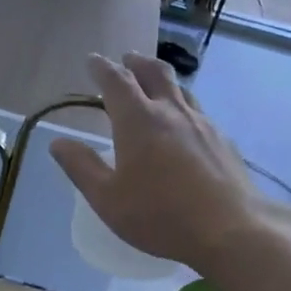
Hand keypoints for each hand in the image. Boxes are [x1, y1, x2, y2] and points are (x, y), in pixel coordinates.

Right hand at [48, 52, 277, 268]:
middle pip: (154, 72)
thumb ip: (81, 167)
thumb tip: (58, 142)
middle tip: (126, 60)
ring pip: (180, 88)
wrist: (231, 230)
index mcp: (138, 120)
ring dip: (162, 80)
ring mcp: (202, 123)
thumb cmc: (160, 215)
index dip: (102, 67)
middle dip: (136, 62)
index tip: (93, 60)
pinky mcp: (223, 140)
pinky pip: (198, 111)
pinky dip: (182, 106)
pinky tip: (183, 125)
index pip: (116, 81)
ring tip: (154, 85)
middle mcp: (171, 111)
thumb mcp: (108, 199)